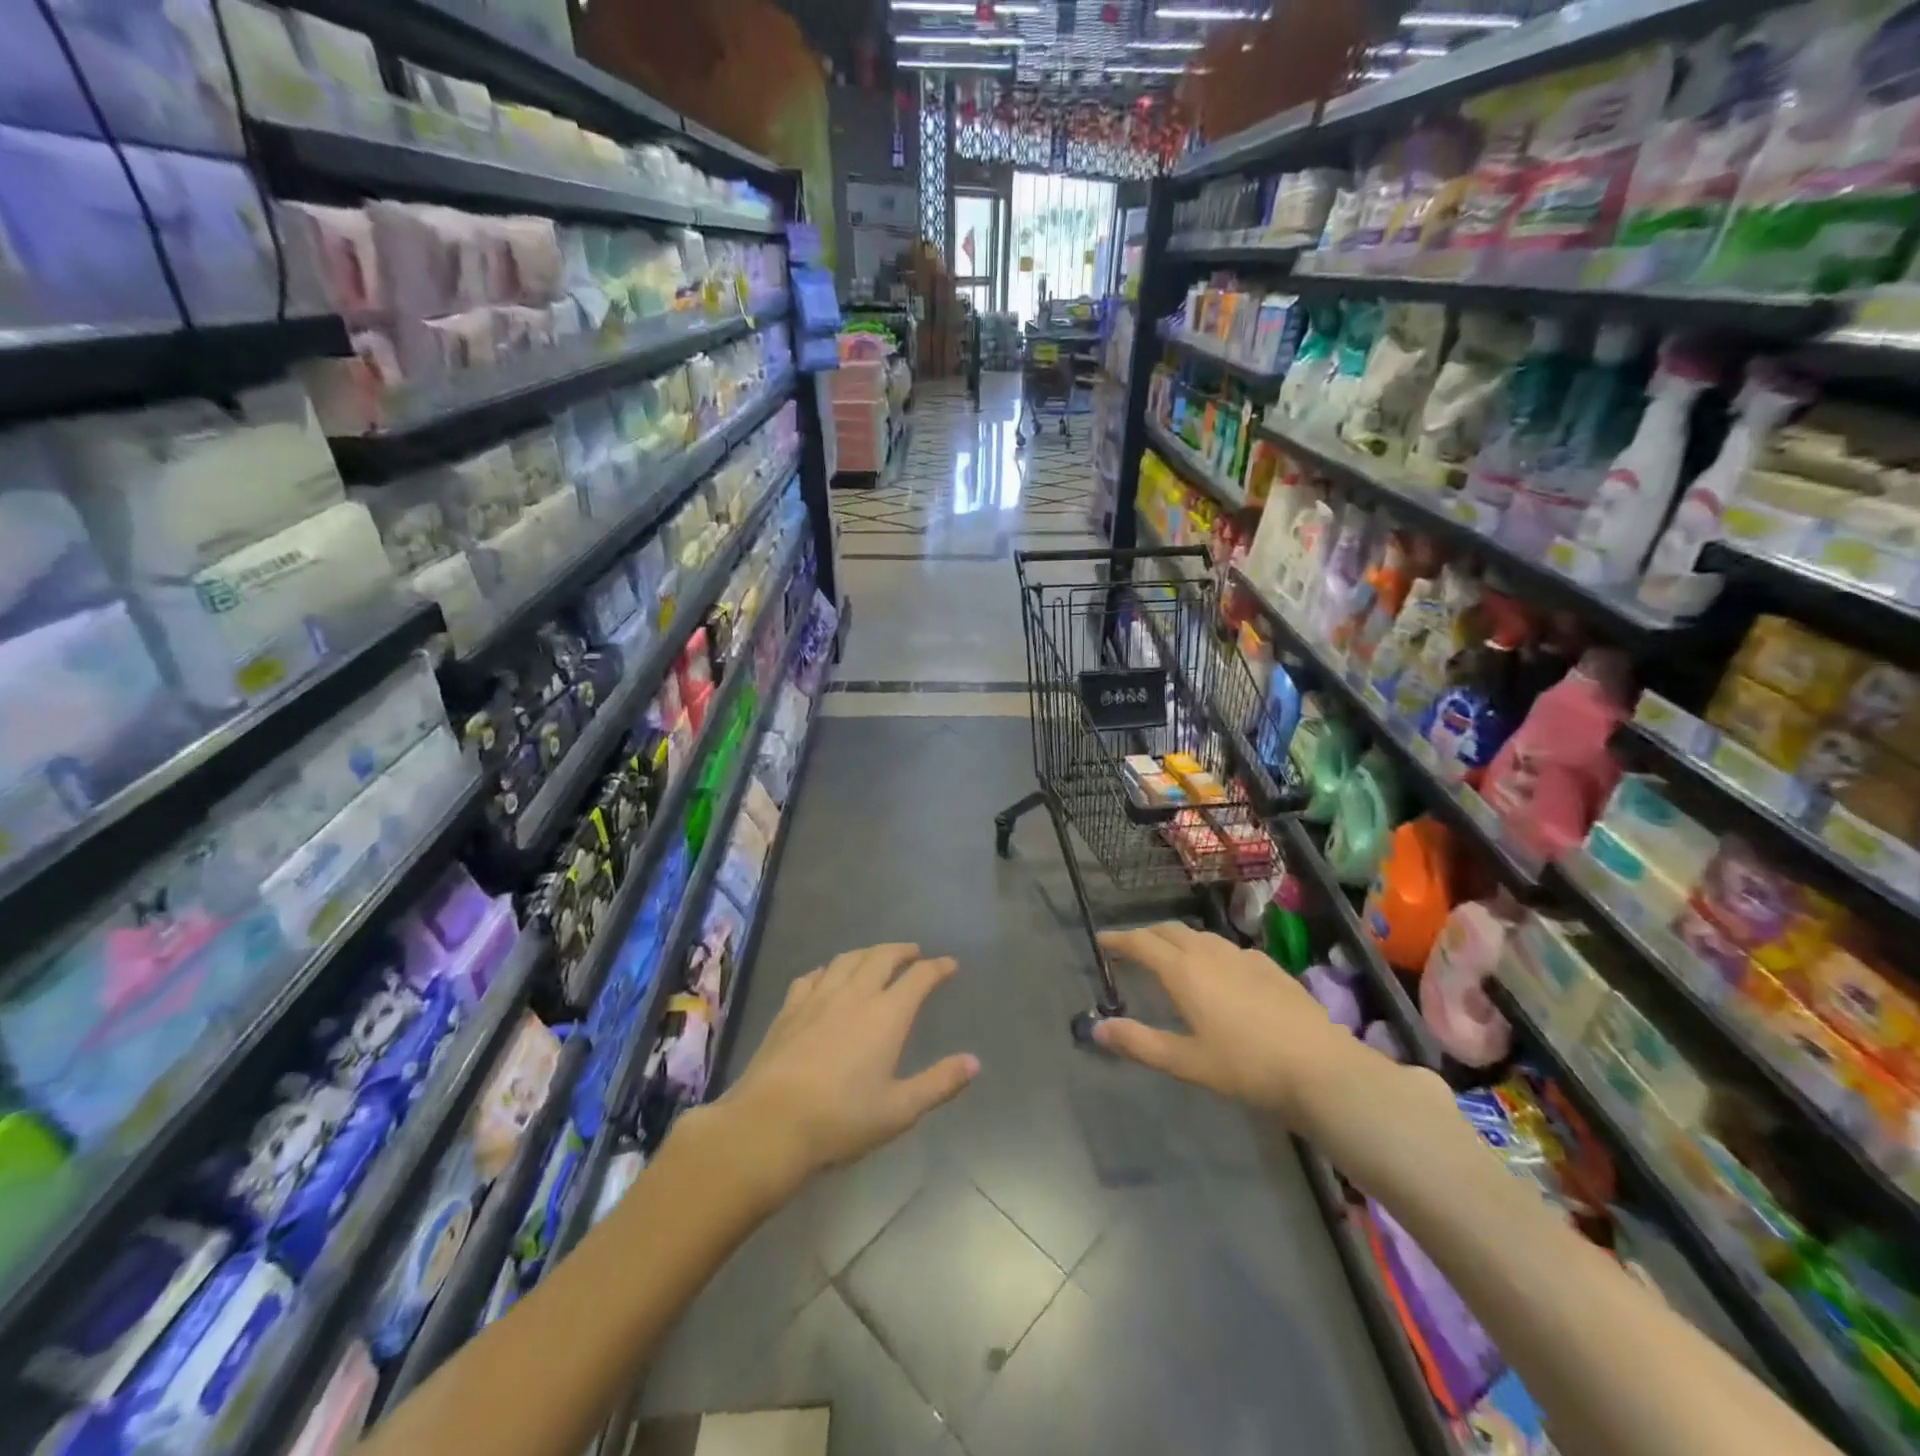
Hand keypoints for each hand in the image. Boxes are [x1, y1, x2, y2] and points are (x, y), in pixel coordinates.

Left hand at [706, 943, 978, 1192]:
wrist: (771, 1123)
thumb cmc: (842, 1119)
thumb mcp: (899, 1110)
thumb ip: (939, 1082)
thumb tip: (974, 1062)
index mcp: (887, 1015)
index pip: (919, 977)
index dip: (938, 967)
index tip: (949, 964)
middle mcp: (855, 994)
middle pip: (882, 957)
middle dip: (902, 951)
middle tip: (914, 953)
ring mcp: (819, 997)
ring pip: (847, 959)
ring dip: (868, 953)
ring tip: (876, 957)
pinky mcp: (790, 1008)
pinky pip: (813, 975)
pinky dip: (829, 969)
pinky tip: (827, 977)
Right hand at [1094, 922, 1370, 1124]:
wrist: (1321, 1069)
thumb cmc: (1246, 1067)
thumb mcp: (1186, 1062)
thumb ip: (1139, 1043)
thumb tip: (1096, 1028)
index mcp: (1184, 971)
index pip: (1140, 943)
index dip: (1117, 939)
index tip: (1100, 940)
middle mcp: (1210, 953)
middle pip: (1169, 931)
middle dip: (1146, 935)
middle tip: (1131, 949)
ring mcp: (1243, 957)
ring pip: (1200, 936)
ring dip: (1177, 940)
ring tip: (1170, 957)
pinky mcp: (1270, 967)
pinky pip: (1228, 949)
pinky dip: (1209, 952)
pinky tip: (1219, 973)